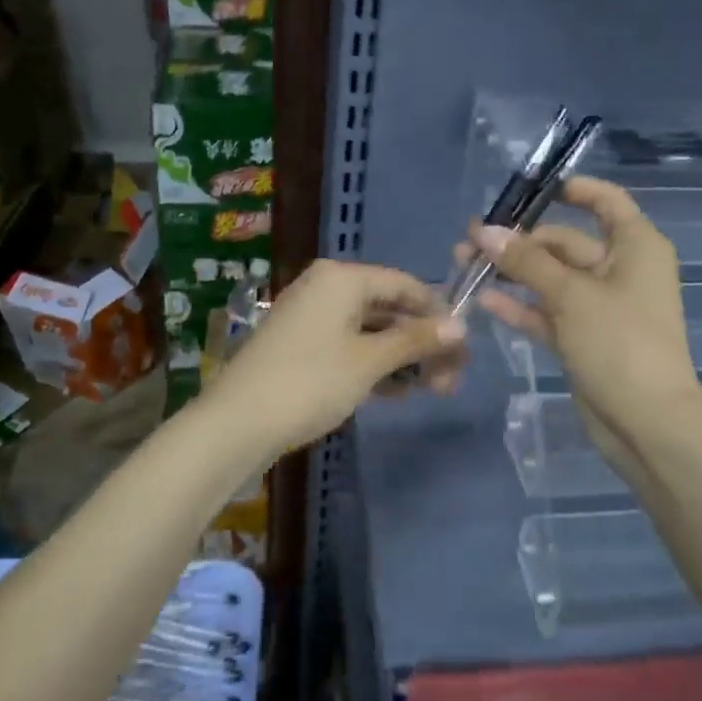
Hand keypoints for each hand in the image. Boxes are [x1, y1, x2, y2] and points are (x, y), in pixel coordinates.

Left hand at [205, 259, 465, 454]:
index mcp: (342, 278)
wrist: (237, 422)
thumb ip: (416, 340)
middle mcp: (326, 287)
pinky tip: (396, 392)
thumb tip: (461, 325)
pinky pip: (349, 345)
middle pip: (389, 308)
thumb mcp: (369, 361)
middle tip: (450, 381)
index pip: (405, 284)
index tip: (463, 349)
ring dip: (402, 358)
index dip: (438, 313)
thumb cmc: (310, 382)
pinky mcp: (301, 344)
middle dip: (422, 343)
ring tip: (430, 391)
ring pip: (370, 330)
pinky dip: (374, 364)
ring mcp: (311, 316)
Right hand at [462, 177, 701, 460]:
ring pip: (550, 279)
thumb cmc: (620, 343)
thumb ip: (526, 261)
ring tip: (464, 264)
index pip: (606, 201)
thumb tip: (483, 230)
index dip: (572, 190)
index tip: (530, 190)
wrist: (646, 423)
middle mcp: (619, 270)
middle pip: (565, 242)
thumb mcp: (570, 294)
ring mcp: (600, 307)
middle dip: (519, 240)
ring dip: (512, 272)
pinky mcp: (583, 339)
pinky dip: (520, 306)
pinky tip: (483, 299)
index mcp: (635, 247)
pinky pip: (547, 312)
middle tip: (470, 241)